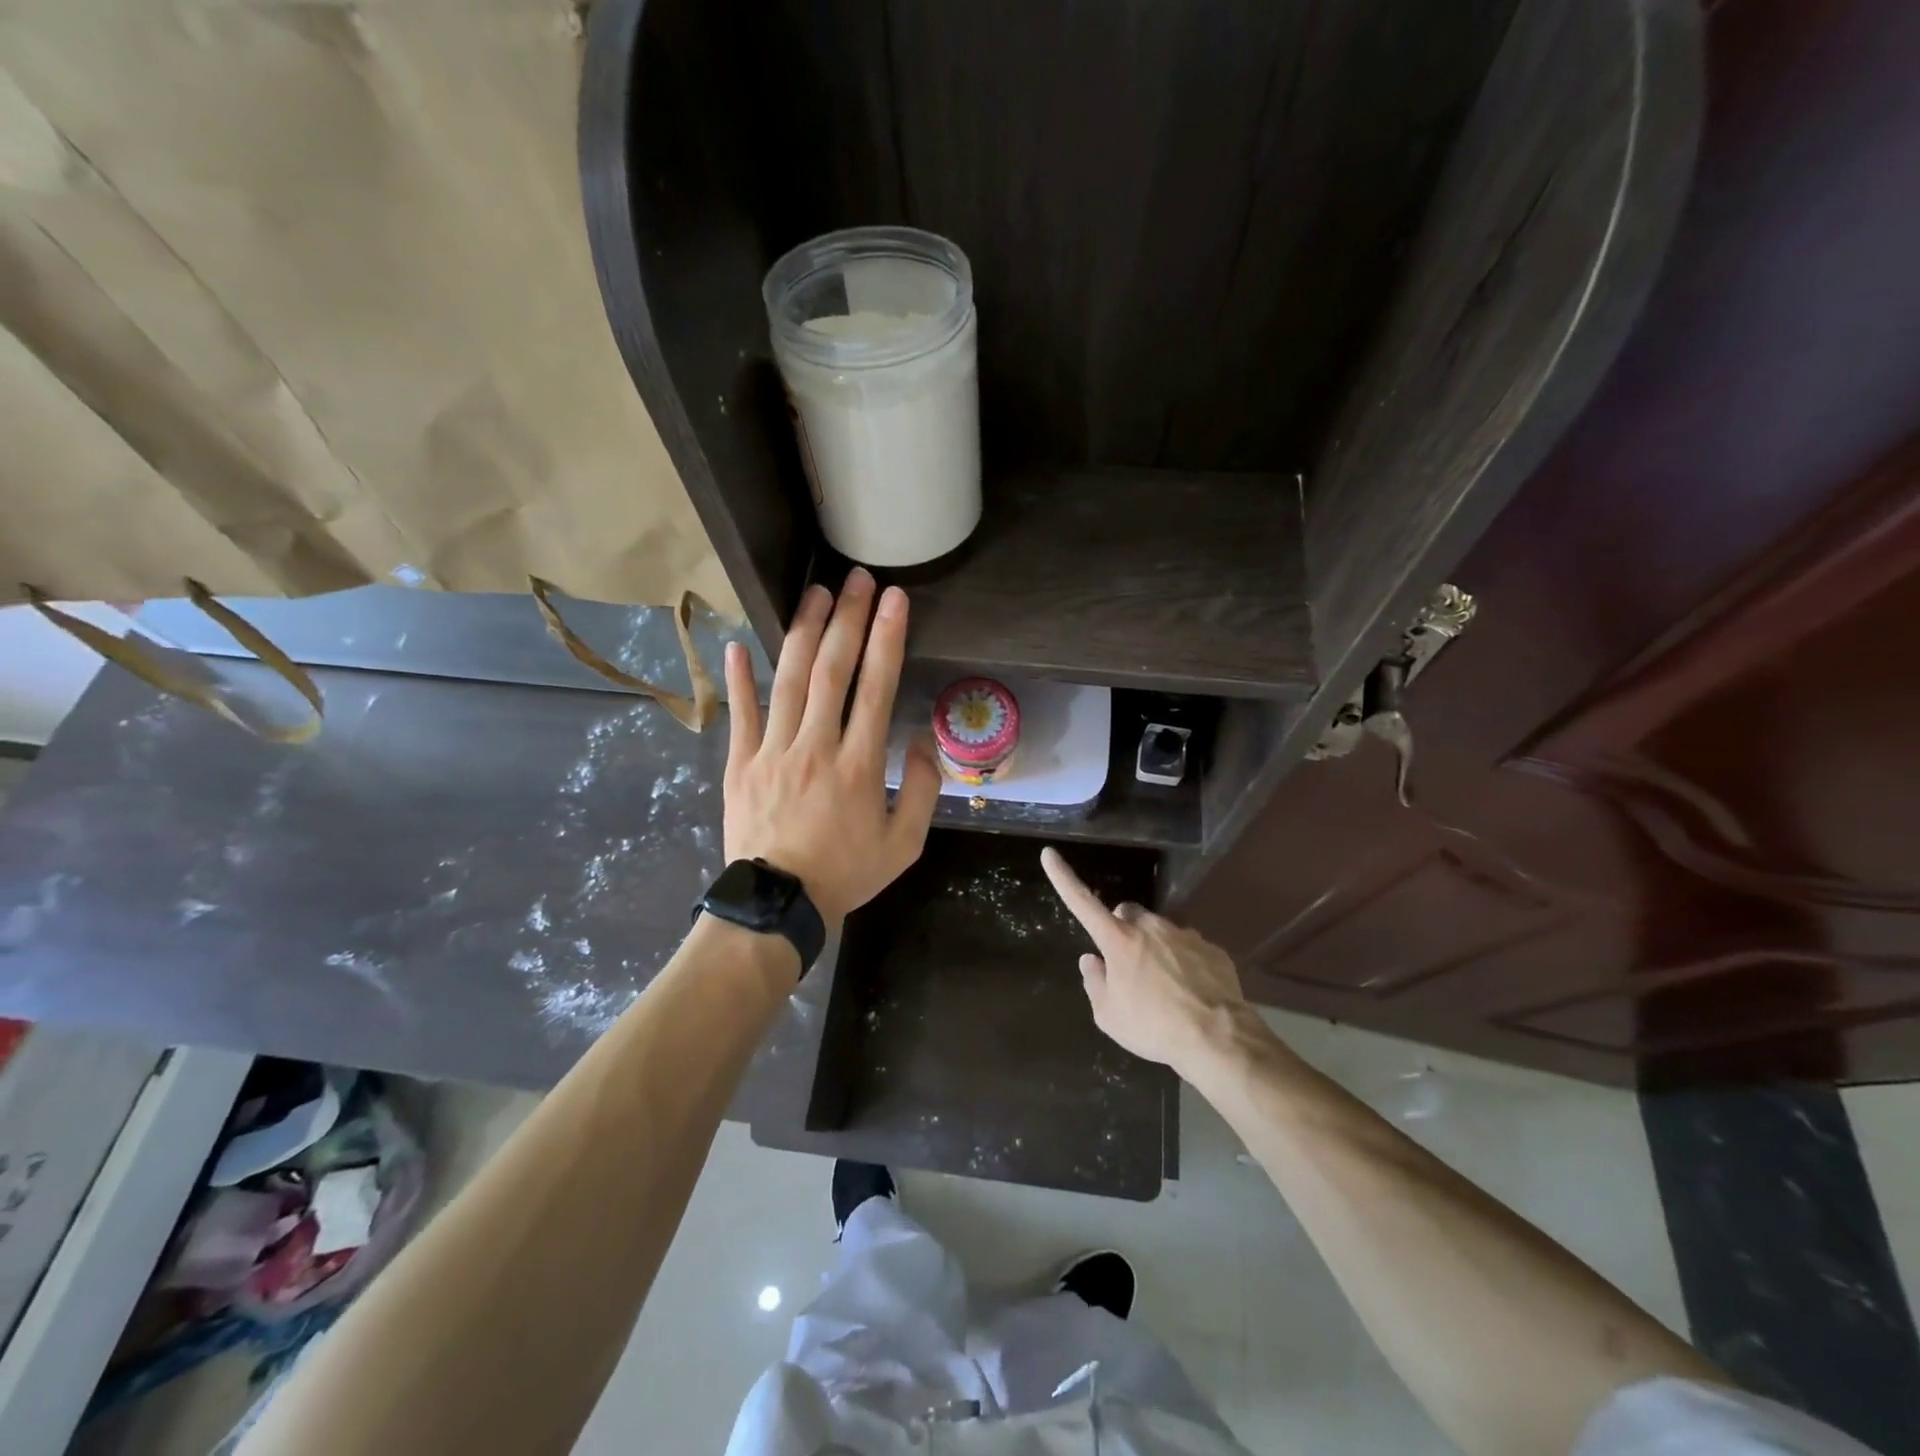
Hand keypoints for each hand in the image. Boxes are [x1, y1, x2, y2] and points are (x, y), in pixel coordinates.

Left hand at [722, 569, 940, 926]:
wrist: (777, 905)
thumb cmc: (846, 874)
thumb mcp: (904, 845)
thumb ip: (921, 791)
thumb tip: (920, 742)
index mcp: (860, 766)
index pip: (877, 688)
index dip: (888, 638)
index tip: (895, 600)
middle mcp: (816, 747)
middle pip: (832, 670)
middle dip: (848, 619)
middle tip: (858, 579)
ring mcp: (772, 752)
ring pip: (788, 681)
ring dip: (803, 632)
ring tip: (816, 593)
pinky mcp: (739, 764)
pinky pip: (740, 714)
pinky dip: (739, 678)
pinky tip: (737, 644)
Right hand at [1041, 846, 1259, 1075]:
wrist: (1218, 1038)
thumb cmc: (1153, 1028)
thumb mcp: (1109, 1016)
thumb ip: (1094, 982)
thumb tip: (1092, 960)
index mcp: (1118, 940)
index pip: (1082, 902)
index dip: (1063, 878)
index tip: (1049, 854)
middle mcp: (1150, 927)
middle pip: (1127, 914)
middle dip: (1123, 930)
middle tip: (1128, 966)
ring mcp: (1184, 934)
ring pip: (1160, 931)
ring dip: (1156, 949)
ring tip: (1165, 989)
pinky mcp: (1211, 948)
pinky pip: (1189, 948)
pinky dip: (1184, 963)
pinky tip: (1190, 992)